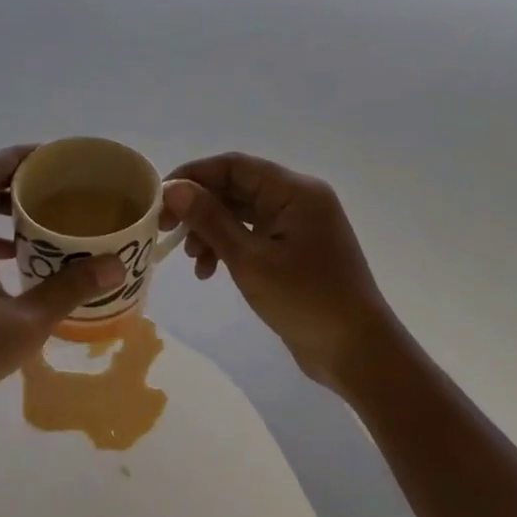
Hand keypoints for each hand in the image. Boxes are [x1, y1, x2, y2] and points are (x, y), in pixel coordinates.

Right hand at [162, 153, 398, 389]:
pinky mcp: (296, 251)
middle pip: (237, 188)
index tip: (159, 200)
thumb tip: (174, 188)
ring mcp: (299, 226)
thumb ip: (210, 220)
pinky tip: (210, 272)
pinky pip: (254, 236)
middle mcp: (299, 200)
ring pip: (242, 214)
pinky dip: (229, 248)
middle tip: (167, 232)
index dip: (193, 176)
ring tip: (194, 262)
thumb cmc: (305, 300)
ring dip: (211, 232)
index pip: (234, 166)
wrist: (356, 350)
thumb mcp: (250, 259)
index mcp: (295, 191)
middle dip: (199, 208)